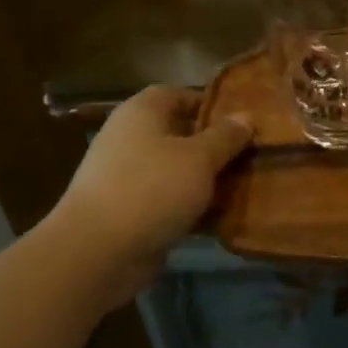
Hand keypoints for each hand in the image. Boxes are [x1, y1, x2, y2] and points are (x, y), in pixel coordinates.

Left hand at [49, 85, 251, 308]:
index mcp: (142, 112)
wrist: (96, 253)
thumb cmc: (151, 189)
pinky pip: (169, 199)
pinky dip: (192, 205)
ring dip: (207, 178)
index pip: (179, 94)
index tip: (242, 121)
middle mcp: (131, 138)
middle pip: (180, 133)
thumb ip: (226, 136)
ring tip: (245, 185)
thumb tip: (246, 116)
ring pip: (177, 169)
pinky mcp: (129, 211)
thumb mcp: (199, 158)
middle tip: (251, 154)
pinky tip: (222, 216)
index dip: (211, 104)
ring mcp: (127, 176)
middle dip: (215, 144)